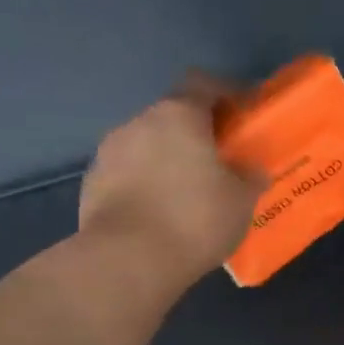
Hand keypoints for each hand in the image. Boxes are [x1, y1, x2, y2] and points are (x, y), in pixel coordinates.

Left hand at [77, 75, 265, 298]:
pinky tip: (158, 214)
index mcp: (178, 114)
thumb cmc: (194, 219)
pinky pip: (127, 174)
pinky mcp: (91, 184)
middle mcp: (139, 123)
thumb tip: (252, 169)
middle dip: (195, 133)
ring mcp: (108, 152)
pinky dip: (144, 185)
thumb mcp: (241, 201)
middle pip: (172, 116)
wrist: (127, 261)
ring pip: (146, 146)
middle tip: (217, 161)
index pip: (202, 83)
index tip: (242, 114)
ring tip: (185, 193)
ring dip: (166, 160)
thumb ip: (249, 177)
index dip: (224, 93)